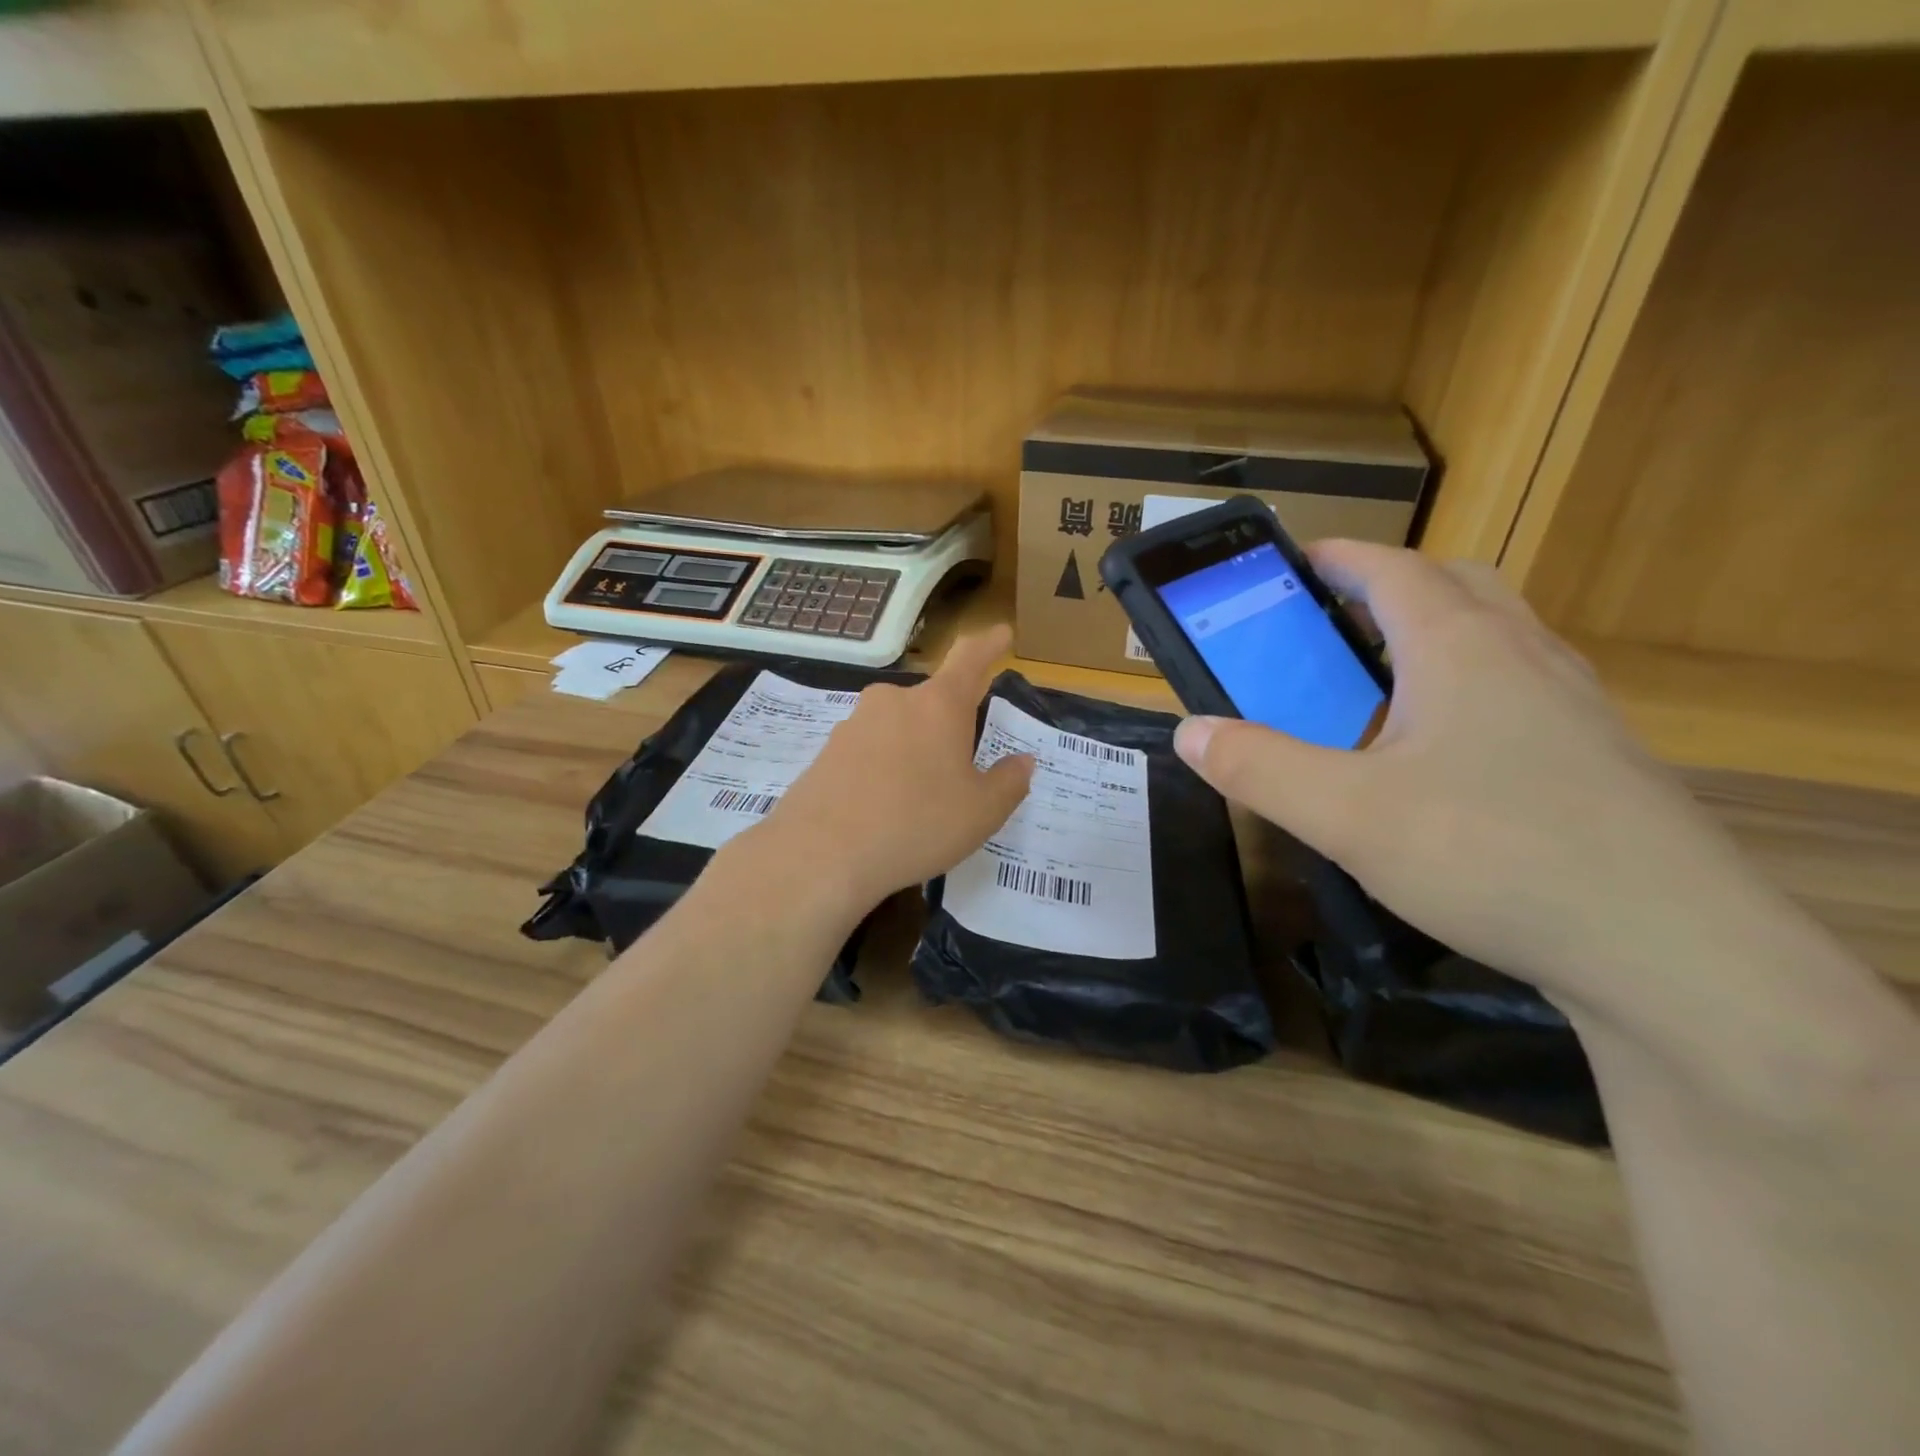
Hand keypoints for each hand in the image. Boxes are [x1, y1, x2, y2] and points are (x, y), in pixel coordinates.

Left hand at [748, 627, 1034, 915]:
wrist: (821, 853)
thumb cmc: (917, 824)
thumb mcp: (982, 812)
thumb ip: (1009, 781)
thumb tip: (1021, 761)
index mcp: (938, 705)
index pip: (970, 658)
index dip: (989, 644)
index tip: (1001, 633)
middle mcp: (894, 701)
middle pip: (931, 702)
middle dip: (949, 727)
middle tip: (960, 767)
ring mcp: (854, 724)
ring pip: (898, 729)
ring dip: (913, 752)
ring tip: (919, 801)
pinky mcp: (826, 751)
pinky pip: (868, 752)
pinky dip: (883, 770)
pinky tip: (883, 810)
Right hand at [1171, 541, 1753, 1013]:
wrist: (1672, 951)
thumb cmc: (1492, 855)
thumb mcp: (1345, 815)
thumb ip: (1258, 767)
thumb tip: (1189, 730)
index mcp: (1459, 649)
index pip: (1393, 570)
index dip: (1338, 558)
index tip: (1292, 565)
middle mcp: (1525, 657)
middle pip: (1455, 586)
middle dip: (1389, 588)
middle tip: (1332, 625)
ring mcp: (1573, 707)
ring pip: (1497, 638)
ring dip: (1434, 637)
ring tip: (1379, 688)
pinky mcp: (1599, 758)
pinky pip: (1522, 691)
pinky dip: (1471, 690)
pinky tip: (1443, 758)